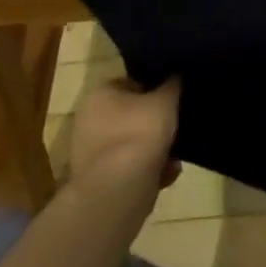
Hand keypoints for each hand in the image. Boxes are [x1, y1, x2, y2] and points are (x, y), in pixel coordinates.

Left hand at [68, 77, 181, 191]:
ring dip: (154, 149)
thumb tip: (174, 76)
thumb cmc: (140, 132)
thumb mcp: (166, 100)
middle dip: (154, 123)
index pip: (130, 83)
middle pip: (130, 116)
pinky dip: (148, 170)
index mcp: (99, 95)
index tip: (172, 98)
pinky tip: (168, 173)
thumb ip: (172, 85)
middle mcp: (89, 121)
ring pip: (132, 144)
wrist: (118, 190)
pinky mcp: (99, 181)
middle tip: (176, 126)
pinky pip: (130, 168)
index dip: (154, 89)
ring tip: (176, 154)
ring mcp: (91, 154)